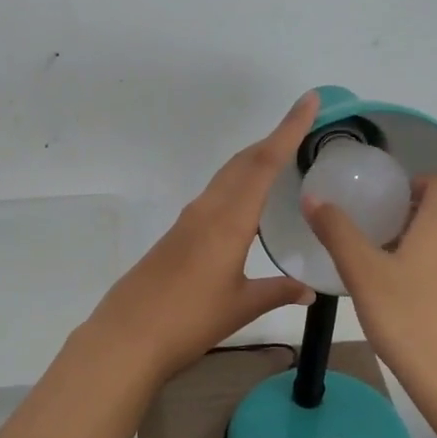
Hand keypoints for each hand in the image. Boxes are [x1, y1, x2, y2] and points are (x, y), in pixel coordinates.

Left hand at [85, 93, 319, 383]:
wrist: (127, 336)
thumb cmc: (189, 320)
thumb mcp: (241, 306)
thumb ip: (277, 292)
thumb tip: (309, 290)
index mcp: (229, 221)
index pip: (264, 164)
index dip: (289, 130)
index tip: (308, 101)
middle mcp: (207, 210)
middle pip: (243, 162)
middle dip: (273, 140)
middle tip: (302, 126)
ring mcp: (188, 221)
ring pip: (226, 177)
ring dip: (254, 161)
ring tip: (281, 159)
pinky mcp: (176, 234)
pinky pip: (214, 196)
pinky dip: (237, 185)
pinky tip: (246, 203)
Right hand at [302, 175, 436, 415]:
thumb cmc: (410, 316)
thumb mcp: (363, 272)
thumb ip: (337, 231)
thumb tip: (311, 197)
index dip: (413, 183)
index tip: (381, 202)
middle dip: (410, 212)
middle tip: (372, 229)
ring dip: (420, 239)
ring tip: (382, 260)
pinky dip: (432, 264)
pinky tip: (402, 292)